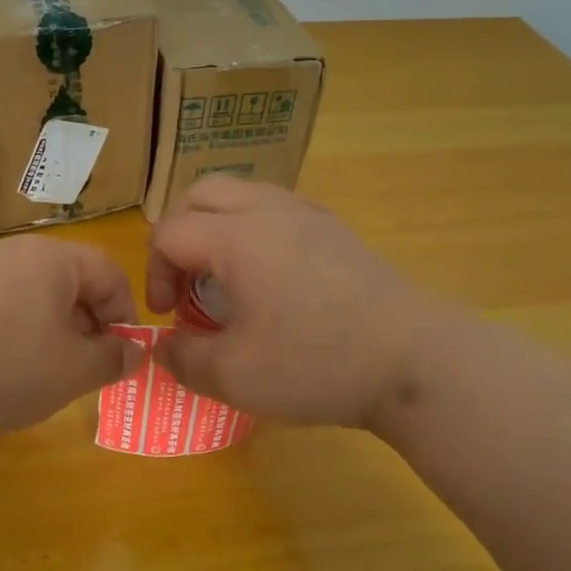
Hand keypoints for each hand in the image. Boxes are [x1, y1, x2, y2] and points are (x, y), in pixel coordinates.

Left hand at [0, 236, 140, 445]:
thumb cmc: (3, 369)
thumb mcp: (72, 372)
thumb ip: (112, 359)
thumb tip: (135, 352)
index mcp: (52, 258)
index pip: (108, 272)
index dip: (124, 312)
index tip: (121, 353)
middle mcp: (13, 251)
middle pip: (68, 279)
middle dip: (87, 322)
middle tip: (86, 366)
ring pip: (31, 293)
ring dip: (50, 328)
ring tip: (44, 371)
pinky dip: (12, 329)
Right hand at [147, 179, 459, 429]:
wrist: (416, 361)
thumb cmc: (318, 363)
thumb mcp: (235, 376)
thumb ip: (184, 359)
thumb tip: (163, 348)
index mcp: (236, 237)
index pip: (170, 233)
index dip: (154, 273)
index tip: (168, 316)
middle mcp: (267, 210)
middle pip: (199, 195)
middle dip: (178, 234)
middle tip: (185, 282)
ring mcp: (307, 213)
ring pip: (240, 193)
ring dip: (214, 226)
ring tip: (222, 275)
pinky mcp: (335, 228)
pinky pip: (274, 207)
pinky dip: (252, 228)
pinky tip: (268, 274)